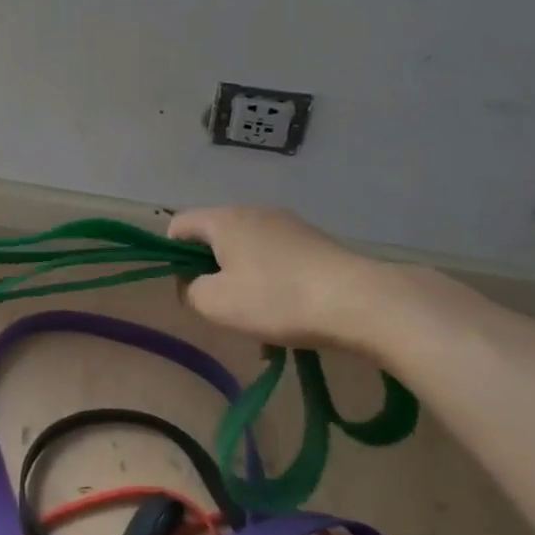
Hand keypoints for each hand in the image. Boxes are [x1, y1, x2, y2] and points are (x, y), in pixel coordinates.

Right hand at [168, 206, 397, 351]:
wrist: (360, 301)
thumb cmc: (277, 298)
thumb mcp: (216, 303)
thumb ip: (190, 291)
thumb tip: (195, 284)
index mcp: (224, 219)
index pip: (179, 224)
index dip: (173, 256)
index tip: (190, 288)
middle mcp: (254, 212)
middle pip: (215, 238)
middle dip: (212, 273)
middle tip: (225, 308)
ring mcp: (289, 225)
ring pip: (248, 252)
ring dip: (244, 283)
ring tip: (261, 322)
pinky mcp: (315, 242)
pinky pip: (277, 260)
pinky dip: (273, 284)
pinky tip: (289, 316)